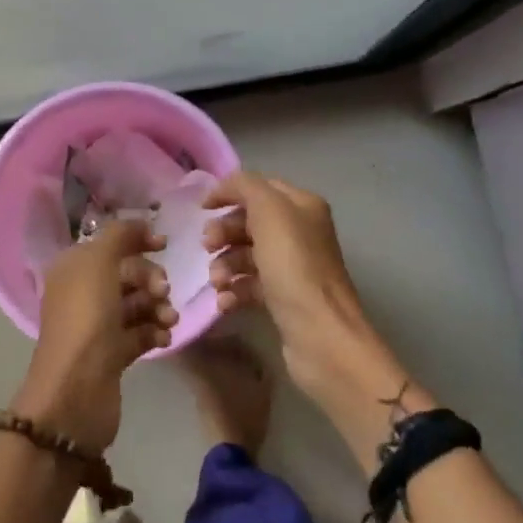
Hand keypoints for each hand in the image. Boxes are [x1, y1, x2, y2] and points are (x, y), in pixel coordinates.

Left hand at [12, 219, 175, 455]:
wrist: (75, 392)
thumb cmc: (86, 319)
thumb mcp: (99, 263)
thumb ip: (120, 235)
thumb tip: (140, 224)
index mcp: (73, 268)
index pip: (109, 243)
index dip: (136, 239)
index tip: (164, 244)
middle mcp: (82, 293)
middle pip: (127, 273)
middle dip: (150, 278)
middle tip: (163, 291)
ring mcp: (97, 325)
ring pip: (137, 303)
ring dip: (158, 306)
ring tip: (168, 320)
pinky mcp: (112, 354)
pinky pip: (140, 332)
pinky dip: (154, 332)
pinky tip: (163, 338)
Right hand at [203, 171, 407, 425]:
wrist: (321, 335)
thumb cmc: (294, 268)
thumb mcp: (270, 213)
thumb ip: (245, 187)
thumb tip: (225, 188)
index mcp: (302, 207)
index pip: (259, 188)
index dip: (229, 193)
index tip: (201, 210)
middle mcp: (301, 233)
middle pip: (250, 222)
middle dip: (224, 233)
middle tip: (207, 247)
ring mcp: (293, 268)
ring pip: (247, 255)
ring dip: (224, 264)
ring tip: (218, 282)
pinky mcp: (284, 299)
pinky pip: (250, 286)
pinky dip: (233, 291)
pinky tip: (225, 302)